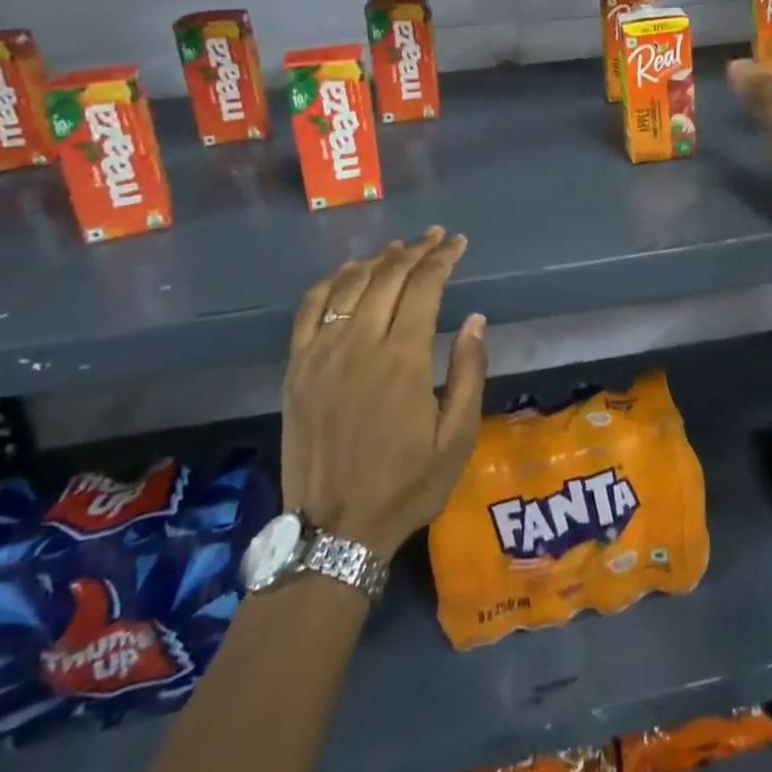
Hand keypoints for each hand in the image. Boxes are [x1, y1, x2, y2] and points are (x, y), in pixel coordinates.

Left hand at [281, 229, 487, 558]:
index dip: (442, 259)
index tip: (457, 243)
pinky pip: (310, 310)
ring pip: (350, 286)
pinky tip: (348, 272)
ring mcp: (321, 355)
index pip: (424, 287)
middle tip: (435, 237)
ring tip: (399, 248)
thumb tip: (475, 319)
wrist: (334, 533)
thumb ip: (469, 372)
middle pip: (387, 277)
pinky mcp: (296, 369)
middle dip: (415, 251)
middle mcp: (359, 345)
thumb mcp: (458, 438)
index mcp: (403, 360)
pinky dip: (331, 282)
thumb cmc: (407, 485)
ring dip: (378, 260)